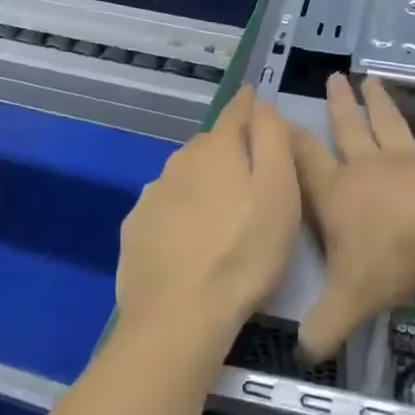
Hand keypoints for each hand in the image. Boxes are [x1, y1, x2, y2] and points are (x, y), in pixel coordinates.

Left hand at [116, 86, 300, 352]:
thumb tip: (261, 101)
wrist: (179, 316)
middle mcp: (179, 161)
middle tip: (251, 180)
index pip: (237, 111)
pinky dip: (180, 214)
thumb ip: (272, 139)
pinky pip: (165, 208)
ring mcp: (152, 194)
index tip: (256, 98)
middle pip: (210, 145)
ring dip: (203, 185)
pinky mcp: (135, 228)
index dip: (250, 104)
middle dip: (229, 152)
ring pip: (185, 177)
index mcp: (217, 148)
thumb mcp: (280, 192)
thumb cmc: (245, 253)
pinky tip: (189, 242)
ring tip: (220, 217)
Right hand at [289, 73, 414, 361]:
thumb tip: (303, 353)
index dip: (286, 139)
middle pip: (349, 131)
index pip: (304, 162)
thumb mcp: (351, 299)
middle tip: (334, 78)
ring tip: (373, 80)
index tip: (275, 113)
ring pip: (390, 126)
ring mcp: (411, 161)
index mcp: (339, 194)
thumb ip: (324, 325)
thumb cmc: (396, 253)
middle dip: (339, 107)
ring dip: (380, 105)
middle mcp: (370, 169)